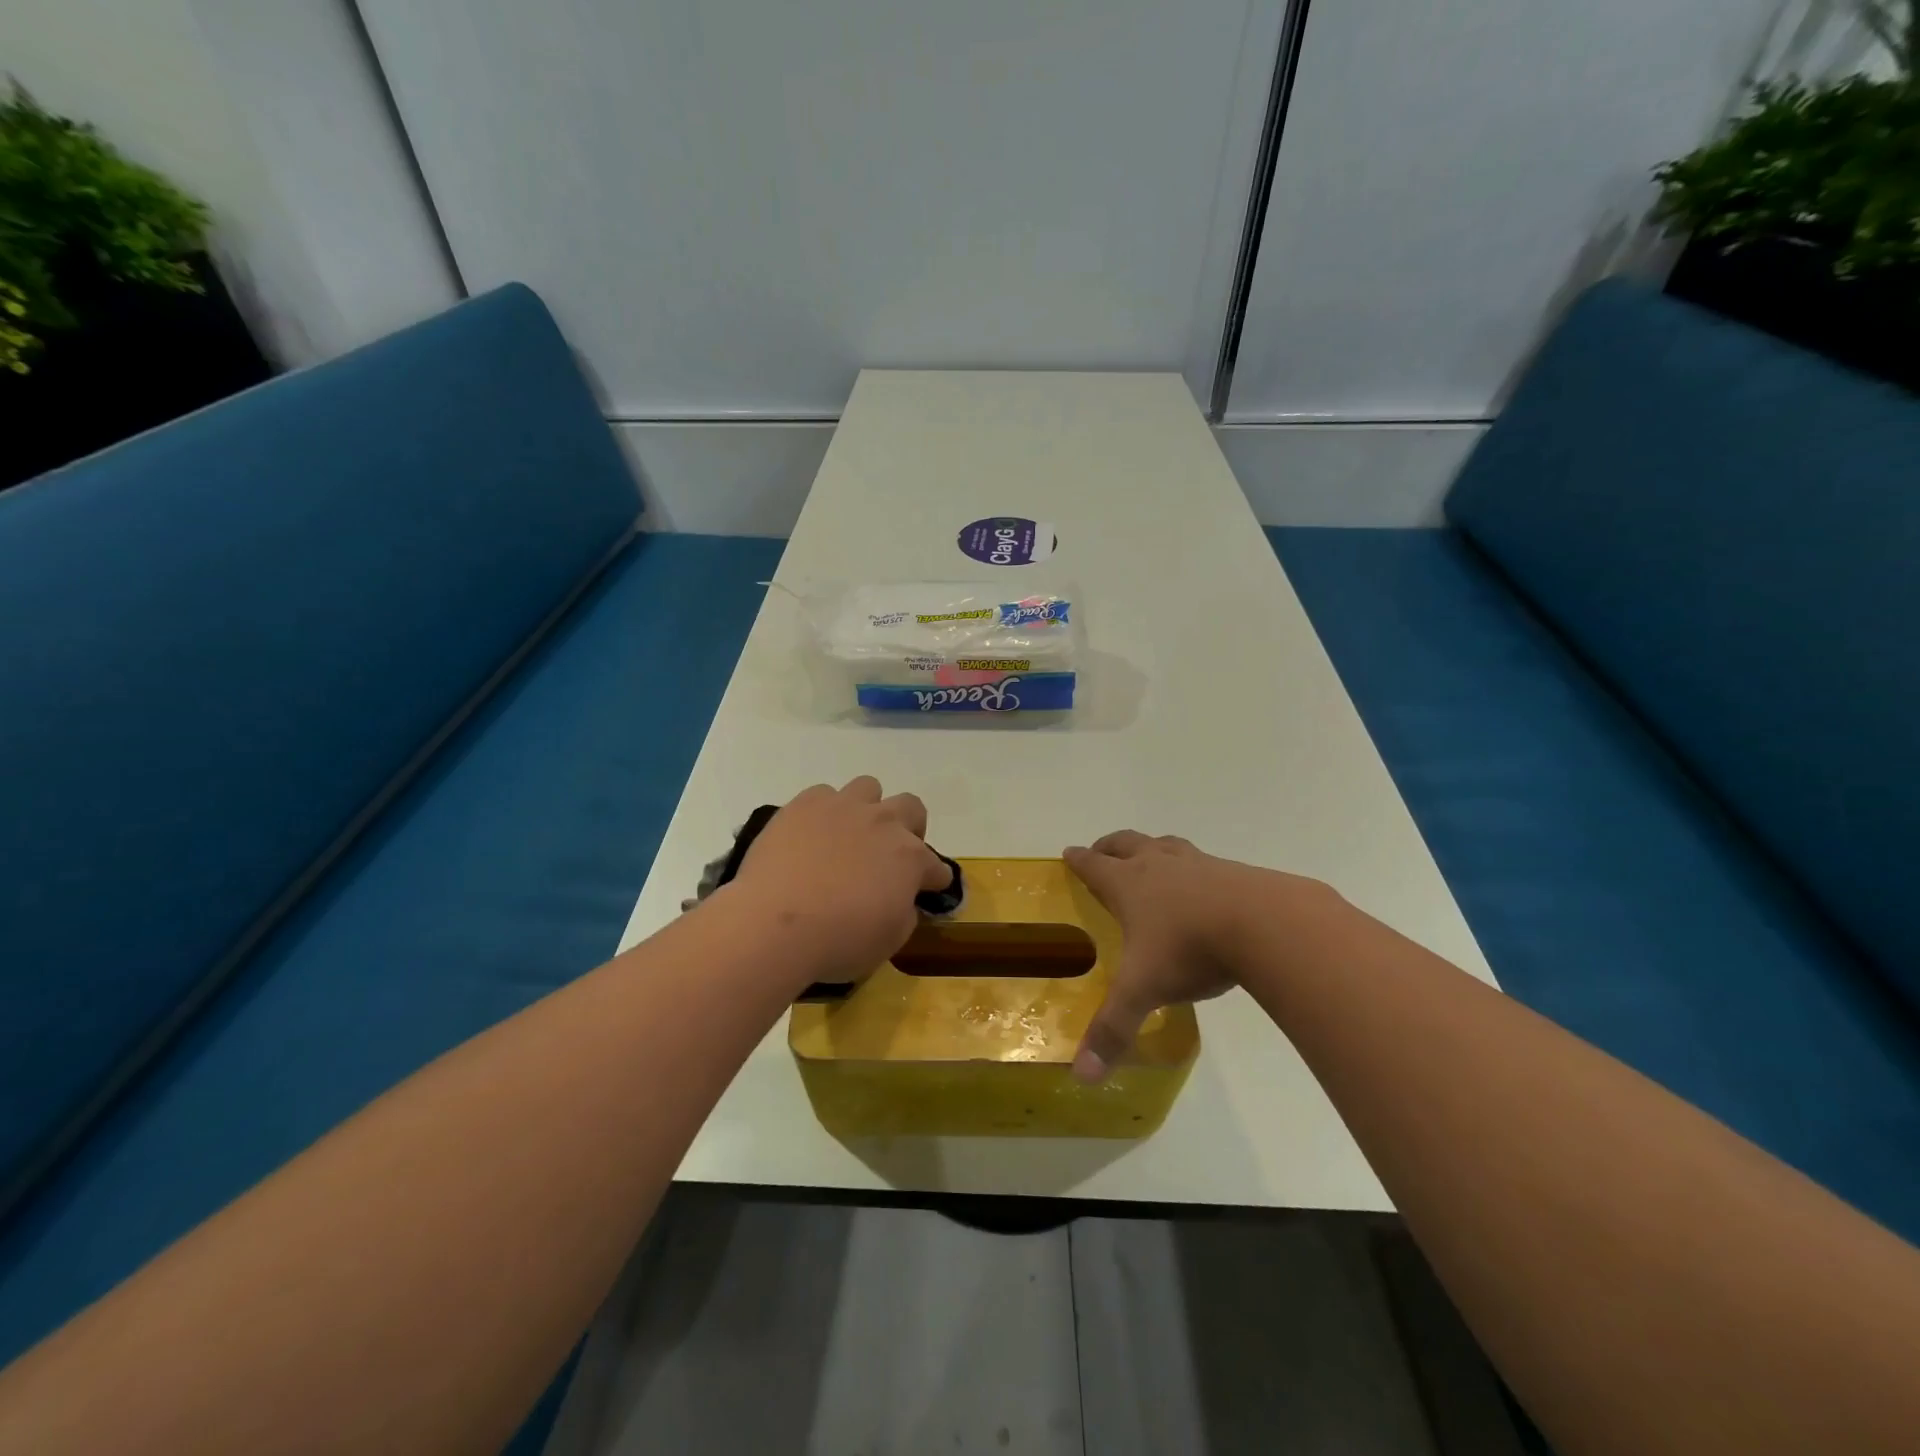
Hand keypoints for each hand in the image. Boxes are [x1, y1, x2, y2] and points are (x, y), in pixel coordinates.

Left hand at [731, 777, 952, 989]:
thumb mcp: (888, 941)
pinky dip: (823, 812)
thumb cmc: (839, 941)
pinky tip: (811, 835)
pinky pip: (823, 794)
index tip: (926, 891)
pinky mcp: (805, 804)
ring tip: (849, 835)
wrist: (776, 924)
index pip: (936, 866)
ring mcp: (843, 807)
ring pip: (868, 788)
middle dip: (909, 827)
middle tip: (889, 854)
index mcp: (910, 858)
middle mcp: (884, 822)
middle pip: (911, 807)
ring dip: (867, 809)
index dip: (933, 879)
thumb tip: (901, 900)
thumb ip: (904, 914)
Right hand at [1064, 832, 1299, 1081]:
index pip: (1094, 866)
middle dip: (1110, 846)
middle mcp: (1159, 865)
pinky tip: (1205, 888)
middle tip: (1100, 851)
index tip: (1068, 852)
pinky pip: (1204, 862)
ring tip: (1150, 857)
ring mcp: (1198, 864)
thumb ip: (1114, 1030)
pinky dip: (1193, 868)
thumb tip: (1082, 1078)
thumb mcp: (1145, 991)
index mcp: (1129, 885)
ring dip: (1152, 848)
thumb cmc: (1189, 949)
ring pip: (1166, 845)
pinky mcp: (1234, 872)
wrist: (1263, 924)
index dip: (1079, 860)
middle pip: (1127, 843)